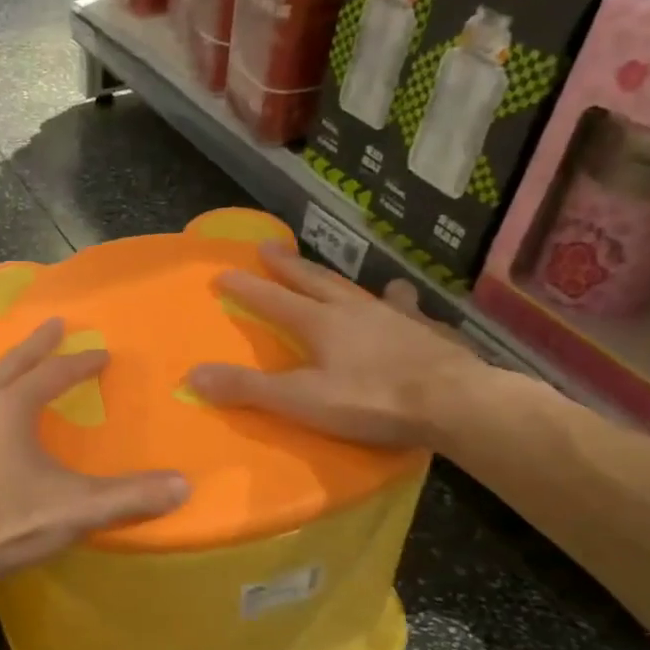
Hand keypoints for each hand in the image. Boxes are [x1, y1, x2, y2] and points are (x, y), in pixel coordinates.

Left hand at [0, 318, 188, 589]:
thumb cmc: (8, 521)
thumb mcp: (76, 508)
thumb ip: (130, 496)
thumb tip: (183, 484)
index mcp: (11, 408)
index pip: (53, 374)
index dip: (79, 363)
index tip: (102, 353)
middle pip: (13, 364)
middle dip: (37, 344)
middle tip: (55, 324)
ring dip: (7, 370)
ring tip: (19, 366)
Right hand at [186, 240, 485, 447]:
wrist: (456, 403)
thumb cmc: (373, 400)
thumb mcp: (301, 400)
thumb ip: (248, 388)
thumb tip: (193, 375)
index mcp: (320, 323)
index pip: (273, 300)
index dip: (247, 287)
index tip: (223, 272)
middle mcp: (354, 310)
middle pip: (314, 281)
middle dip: (287, 266)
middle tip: (268, 246)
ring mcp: (394, 317)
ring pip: (358, 289)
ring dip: (338, 280)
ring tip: (332, 275)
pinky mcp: (427, 331)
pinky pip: (406, 308)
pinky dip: (397, 301)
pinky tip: (403, 298)